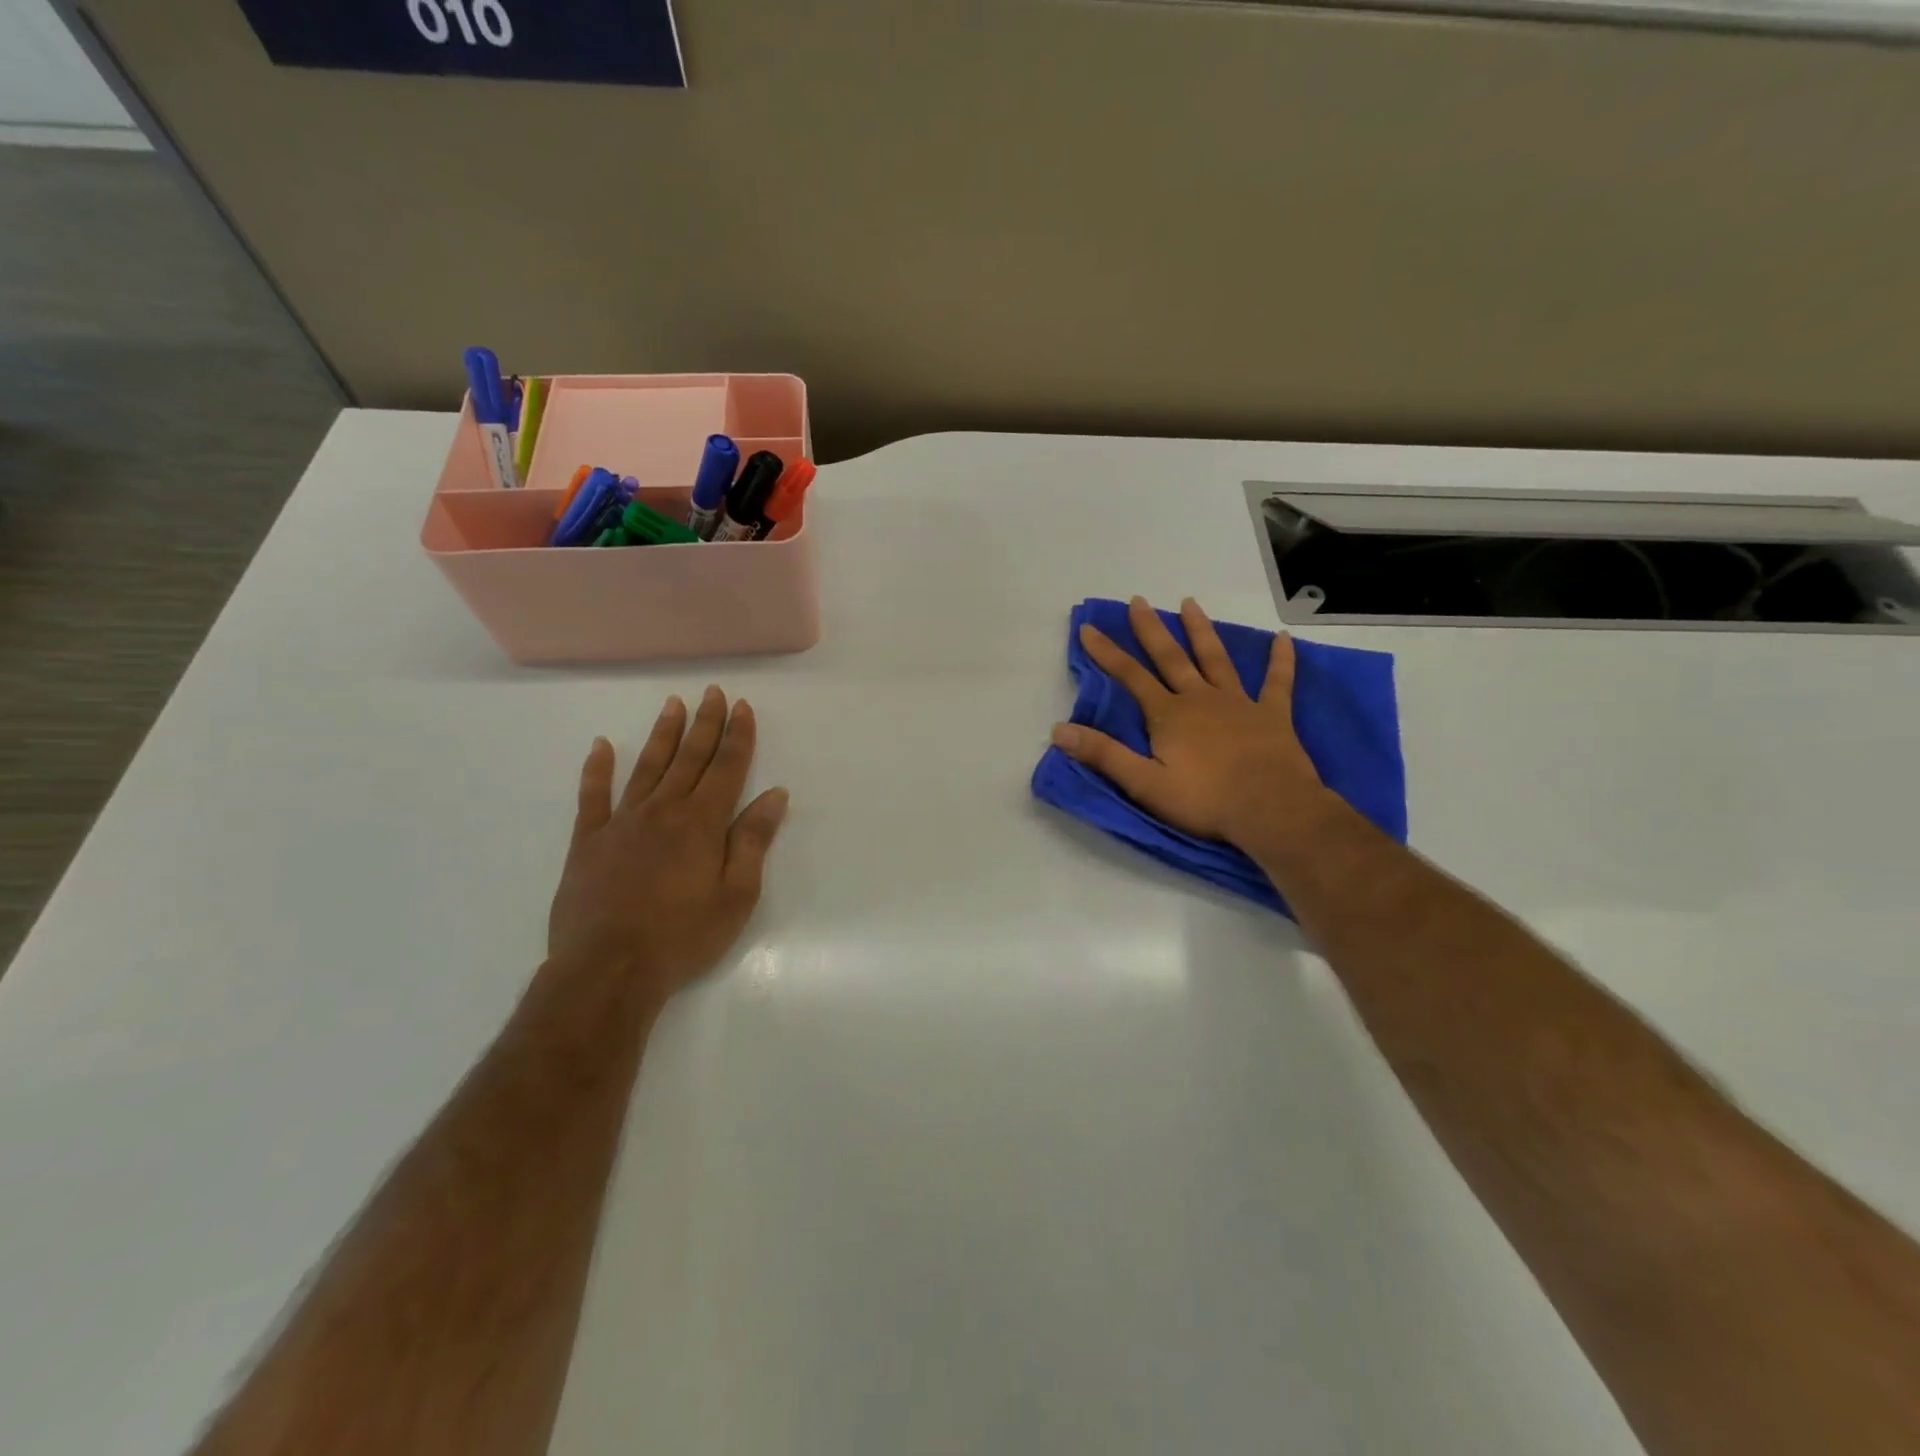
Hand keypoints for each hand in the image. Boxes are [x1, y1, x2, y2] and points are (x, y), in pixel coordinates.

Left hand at [548, 687, 787, 1005]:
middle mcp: (663, 811)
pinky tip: (600, 747)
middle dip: (705, 724)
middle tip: (713, 693)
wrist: (608, 970)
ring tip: (673, 705)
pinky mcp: (587, 842)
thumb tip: (775, 795)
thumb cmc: (683, 936)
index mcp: (702, 823)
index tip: (742, 707)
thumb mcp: (736, 895)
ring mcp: (621, 823)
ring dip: (663, 735)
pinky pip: (592, 797)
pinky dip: (596, 770)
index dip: (738, 736)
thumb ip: (753, 840)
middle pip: (689, 758)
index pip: (727, 768)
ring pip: (647, 767)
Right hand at [1050, 596, 1332, 853]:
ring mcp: (1239, 703)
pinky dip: (1280, 659)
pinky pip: (1277, 681)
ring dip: (1201, 630)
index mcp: (1168, 715)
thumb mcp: (1144, 784)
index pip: (1130, 677)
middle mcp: (1200, 699)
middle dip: (1151, 629)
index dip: (1106, 653)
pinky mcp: (1272, 714)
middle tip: (1139, 601)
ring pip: (1215, 658)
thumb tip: (1059, 730)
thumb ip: (1103, 754)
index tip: (1088, 628)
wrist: (1271, 809)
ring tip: (1190, 603)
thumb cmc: (1205, 800)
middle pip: (1171, 657)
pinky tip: (1282, 638)